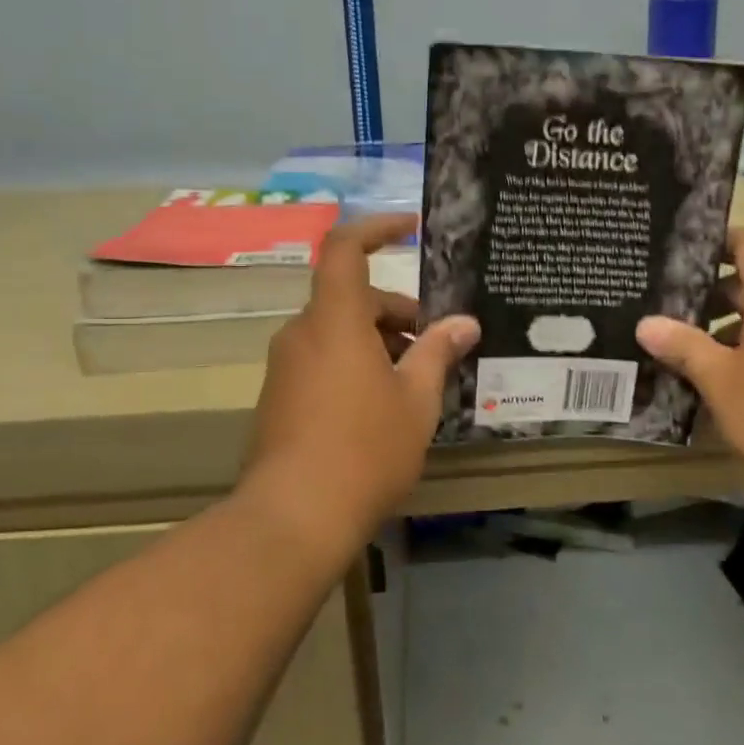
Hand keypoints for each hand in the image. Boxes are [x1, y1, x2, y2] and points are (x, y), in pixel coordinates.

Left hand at [240, 215, 478, 560]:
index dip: (376, 228)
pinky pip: (323, 361)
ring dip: (378, 343)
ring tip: (417, 382)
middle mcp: (302, 334)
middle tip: (436, 345)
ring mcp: (285, 367)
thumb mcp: (417, 400)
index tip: (410, 228)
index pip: (345, 249)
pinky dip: (355, 365)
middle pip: (351, 298)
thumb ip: (438, 353)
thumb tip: (464, 323)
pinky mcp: (279, 398)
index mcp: (335, 320)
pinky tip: (383, 407)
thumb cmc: (366, 449)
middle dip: (397, 312)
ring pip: (338, 333)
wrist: (294, 516)